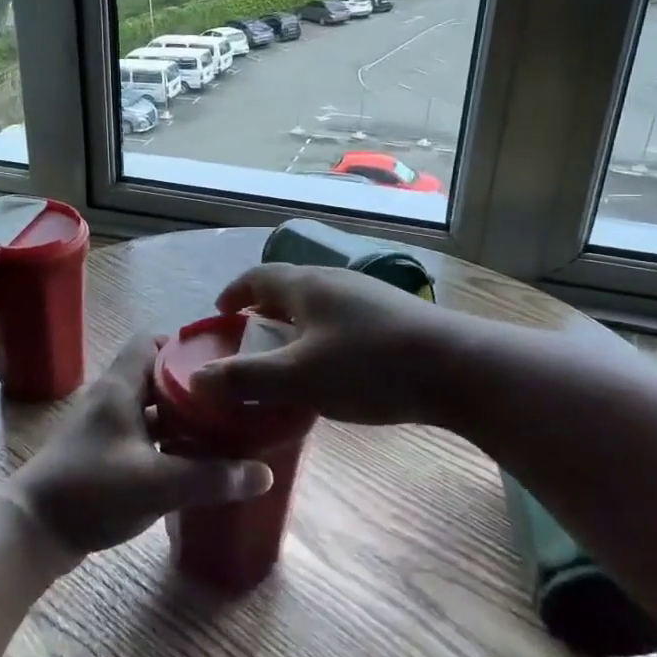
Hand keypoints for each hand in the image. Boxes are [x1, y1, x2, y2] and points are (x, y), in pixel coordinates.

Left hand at [2, 335, 272, 559]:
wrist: (33, 530)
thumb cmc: (91, 491)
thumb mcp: (157, 483)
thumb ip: (210, 478)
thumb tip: (265, 474)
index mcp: (119, 388)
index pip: (151, 342)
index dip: (184, 346)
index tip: (221, 361)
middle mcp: (112, 399)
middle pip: (157, 376)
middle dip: (193, 386)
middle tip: (232, 400)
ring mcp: (106, 428)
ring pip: (151, 409)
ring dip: (181, 417)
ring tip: (223, 429)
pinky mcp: (104, 454)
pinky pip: (143, 435)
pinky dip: (167, 441)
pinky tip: (194, 461)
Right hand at [189, 263, 463, 426]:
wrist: (459, 368)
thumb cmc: (369, 366)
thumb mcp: (299, 377)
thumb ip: (246, 378)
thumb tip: (197, 379)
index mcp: (307, 285)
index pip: (258, 276)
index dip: (234, 293)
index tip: (218, 314)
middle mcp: (335, 282)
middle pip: (288, 289)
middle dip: (262, 313)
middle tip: (247, 343)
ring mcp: (367, 298)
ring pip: (317, 307)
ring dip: (294, 328)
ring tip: (286, 361)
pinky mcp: (392, 318)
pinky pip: (341, 321)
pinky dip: (321, 339)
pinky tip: (332, 371)